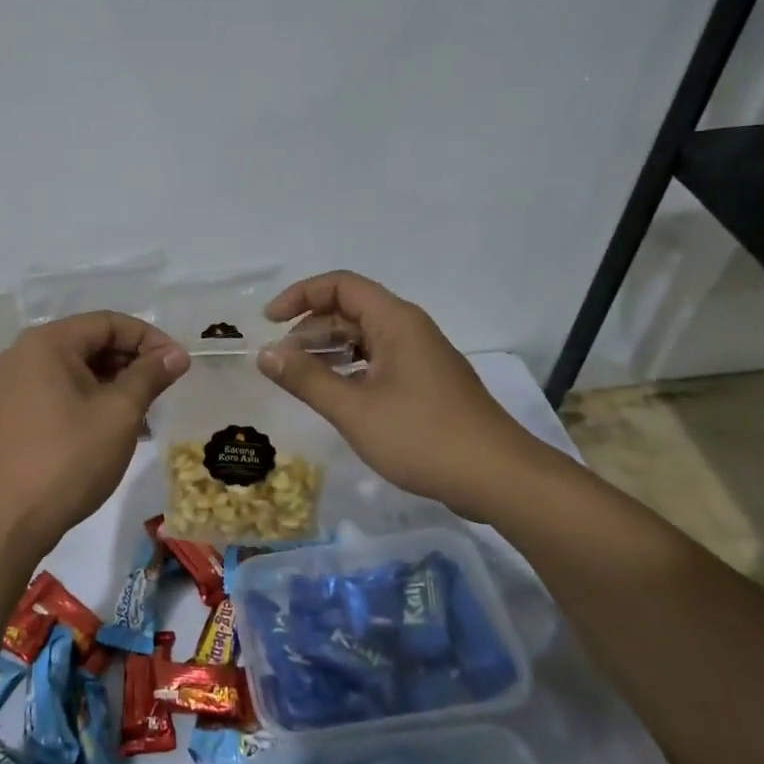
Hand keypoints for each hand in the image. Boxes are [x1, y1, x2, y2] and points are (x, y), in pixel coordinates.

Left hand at [0, 311, 189, 560]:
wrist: (9, 521)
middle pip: (89, 342)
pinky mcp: (10, 413)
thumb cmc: (69, 459)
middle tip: (162, 391)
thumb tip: (177, 353)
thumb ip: (150, 375)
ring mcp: (12, 384)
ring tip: (142, 413)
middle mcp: (24, 354)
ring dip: (112, 383)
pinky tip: (111, 427)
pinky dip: (87, 399)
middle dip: (130, 361)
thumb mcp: (119, 414)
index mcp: (47, 343)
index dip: (148, 338)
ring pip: (75, 369)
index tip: (177, 365)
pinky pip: (57, 391)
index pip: (108, 322)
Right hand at [257, 271, 551, 518]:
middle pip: (351, 310)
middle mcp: (409, 330)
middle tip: (281, 361)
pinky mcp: (425, 384)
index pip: (340, 285)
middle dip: (310, 328)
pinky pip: (378, 361)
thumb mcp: (354, 409)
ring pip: (364, 338)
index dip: (300, 295)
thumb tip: (265, 353)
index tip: (270, 322)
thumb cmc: (422, 437)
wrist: (498, 478)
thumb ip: (306, 378)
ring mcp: (420, 357)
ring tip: (300, 379)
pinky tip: (335, 396)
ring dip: (328, 351)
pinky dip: (349, 369)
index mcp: (395, 321)